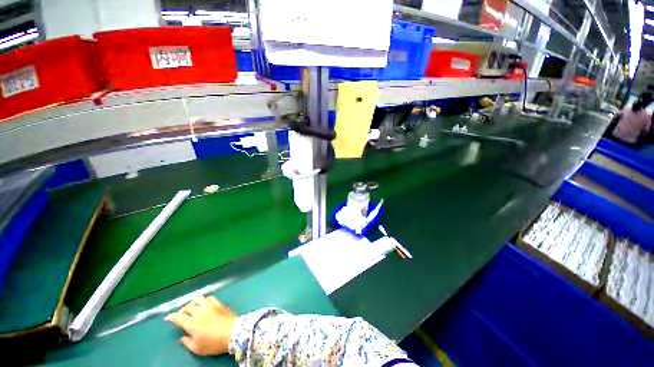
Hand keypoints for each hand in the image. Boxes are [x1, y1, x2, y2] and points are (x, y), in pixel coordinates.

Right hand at [164, 296, 237, 355]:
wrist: (234, 332)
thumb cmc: (214, 343)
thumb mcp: (198, 348)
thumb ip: (187, 342)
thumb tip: (182, 337)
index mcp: (192, 323)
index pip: (178, 317)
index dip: (171, 317)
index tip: (167, 318)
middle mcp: (200, 312)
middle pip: (187, 306)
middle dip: (182, 310)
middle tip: (181, 315)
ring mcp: (210, 305)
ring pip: (198, 299)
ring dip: (193, 303)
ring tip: (193, 309)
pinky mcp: (219, 303)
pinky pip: (209, 297)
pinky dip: (204, 300)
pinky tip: (204, 304)